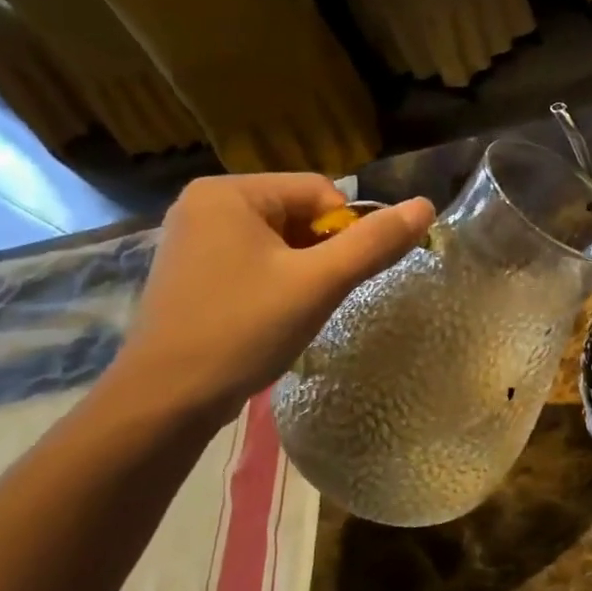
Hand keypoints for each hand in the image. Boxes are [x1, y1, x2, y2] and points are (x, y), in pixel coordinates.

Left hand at [112, 175, 432, 423]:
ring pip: (279, 242)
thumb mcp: (318, 284)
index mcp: (229, 192)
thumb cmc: (243, 330)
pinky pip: (253, 262)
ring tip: (292, 312)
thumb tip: (426, 206)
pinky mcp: (192, 272)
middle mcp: (205, 204)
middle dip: (321, 255)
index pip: (319, 191)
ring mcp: (193, 239)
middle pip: (298, 214)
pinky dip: (275, 284)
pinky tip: (269, 318)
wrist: (166, 399)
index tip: (338, 279)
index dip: (345, 233)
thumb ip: (374, 243)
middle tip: (316, 299)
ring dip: (302, 272)